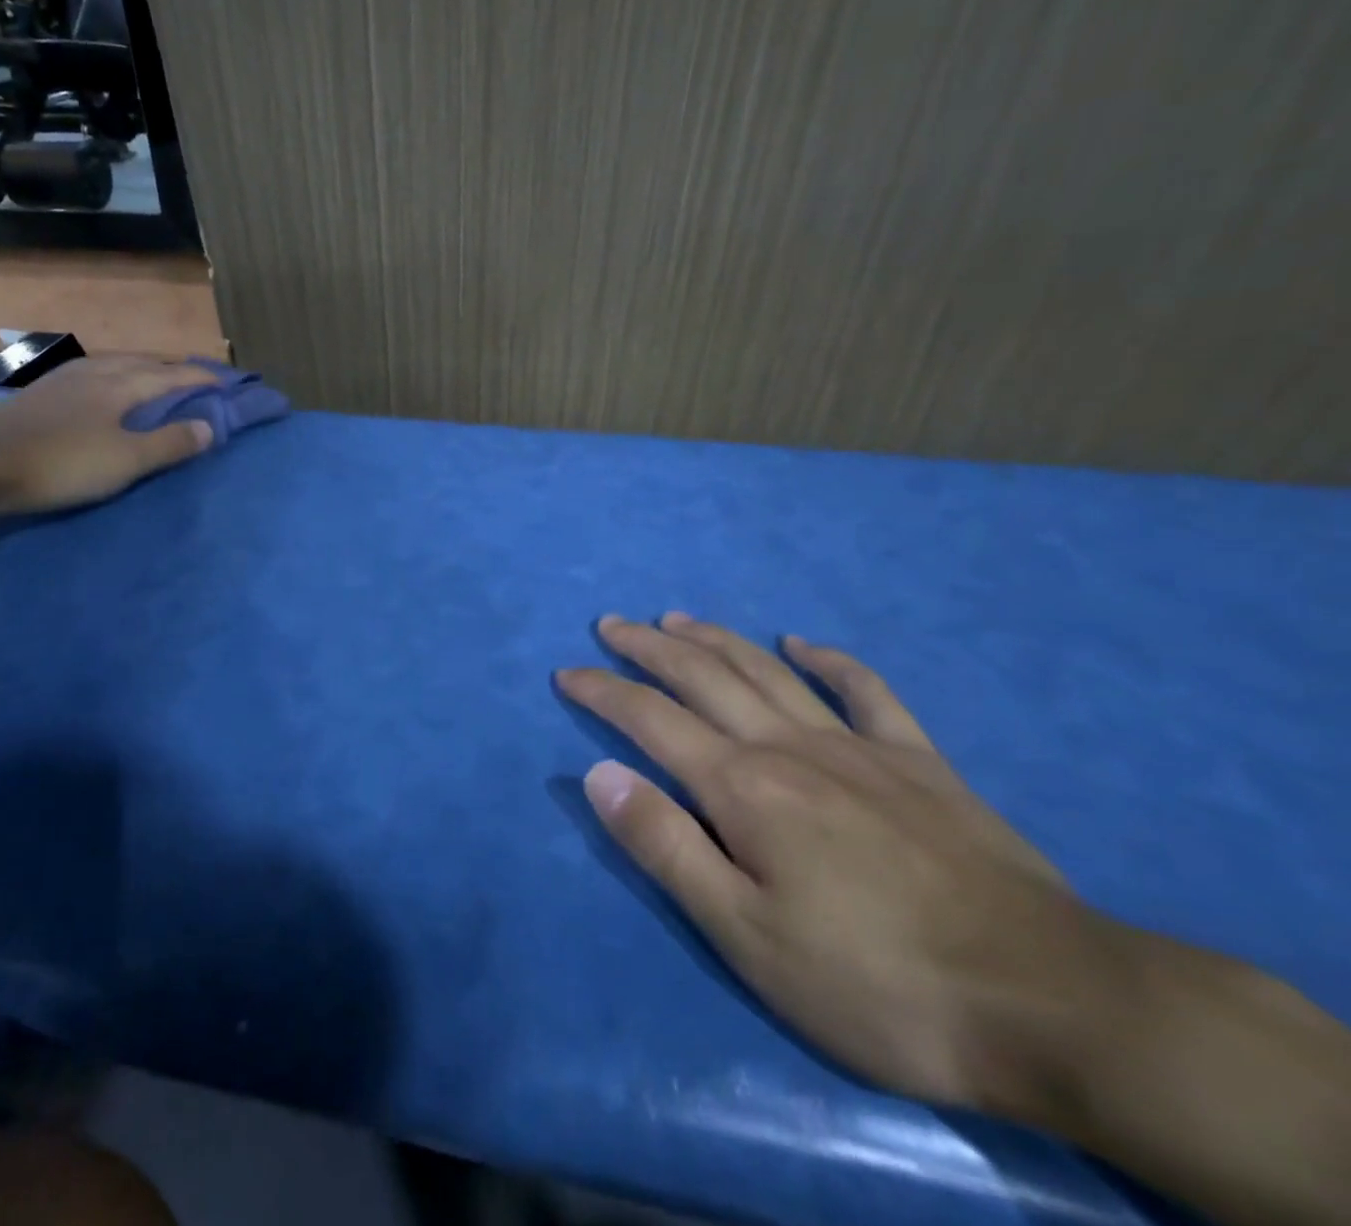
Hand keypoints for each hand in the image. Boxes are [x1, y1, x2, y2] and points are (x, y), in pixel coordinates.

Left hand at [0, 354, 217, 514]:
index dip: (198, 380)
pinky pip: (89, 373)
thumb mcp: (126, 461)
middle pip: (141, 363)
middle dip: (171, 368)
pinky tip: (101, 384)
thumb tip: (210, 427)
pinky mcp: (40, 393)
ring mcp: (62, 380)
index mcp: (119, 386)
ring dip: (140, 367)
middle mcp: (94, 373)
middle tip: (193, 375)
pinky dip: (111, 375)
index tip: (224, 382)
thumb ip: (170, 444)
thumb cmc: (64, 464)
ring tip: (152, 374)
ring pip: (112, 364)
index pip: (169, 377)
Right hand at [558, 614, 1132, 1118]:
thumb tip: (599, 773)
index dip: (602, 690)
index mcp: (743, 787)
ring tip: (676, 618)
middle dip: (648, 646)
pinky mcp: (920, 762)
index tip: (567, 672)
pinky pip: (866, 691)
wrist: (1053, 1003)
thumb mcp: (746, 935)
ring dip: (715, 639)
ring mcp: (858, 747)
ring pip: (767, 671)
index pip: (650, 720)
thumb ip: (665, 846)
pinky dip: (828, 660)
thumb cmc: (877, 982)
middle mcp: (789, 747)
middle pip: (703, 676)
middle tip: (611, 623)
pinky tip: (802, 643)